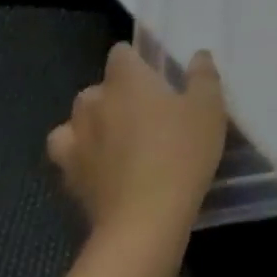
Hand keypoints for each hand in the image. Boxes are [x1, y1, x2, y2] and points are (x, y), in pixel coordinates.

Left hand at [48, 43, 227, 238]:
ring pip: (73, 122)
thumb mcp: (208, 107)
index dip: (134, 59)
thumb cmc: (181, 152)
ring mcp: (77, 144)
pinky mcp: (70, 181)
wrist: (144, 223)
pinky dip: (79, 157)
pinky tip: (100, 166)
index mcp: (128, 80)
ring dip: (90, 124)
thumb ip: (203, 75)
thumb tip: (198, 56)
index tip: (153, 72)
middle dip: (113, 94)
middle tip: (142, 108)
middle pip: (96, 88)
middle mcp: (96, 104)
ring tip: (114, 137)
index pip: (120, 53)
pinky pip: (67, 157)